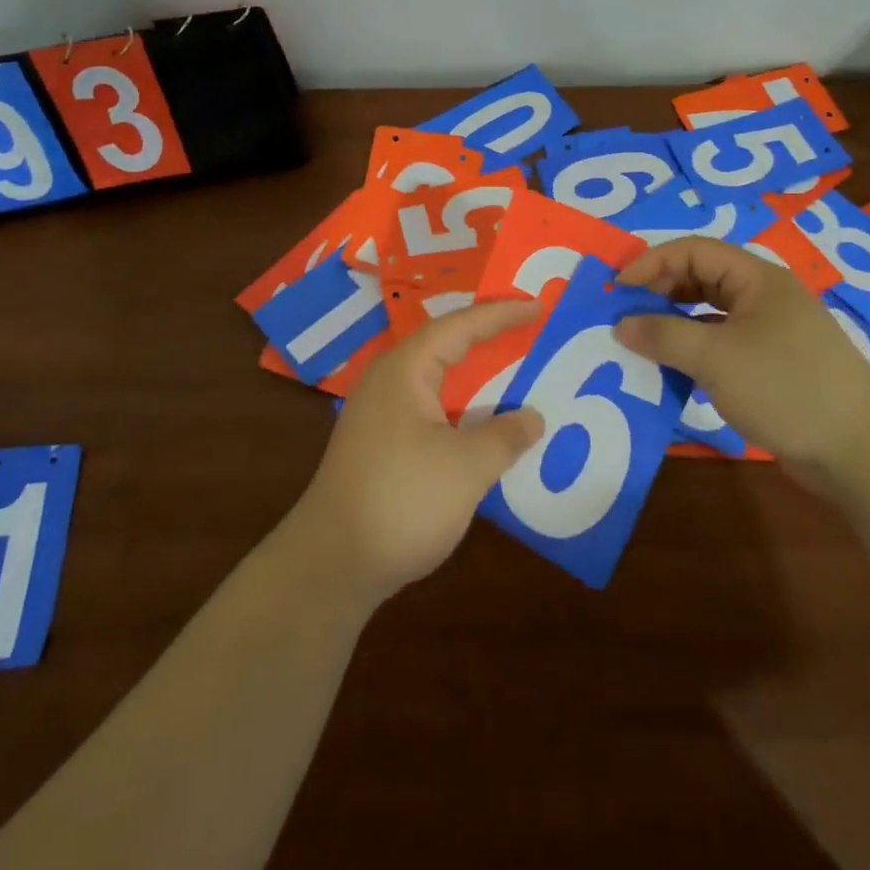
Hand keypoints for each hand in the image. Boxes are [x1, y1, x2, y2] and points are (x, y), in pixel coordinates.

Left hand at [288, 299, 544, 605]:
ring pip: (436, 378)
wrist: (331, 563)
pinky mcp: (379, 442)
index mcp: (406, 370)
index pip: (460, 326)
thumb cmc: (402, 501)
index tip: (538, 306)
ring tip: (511, 367)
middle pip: (444, 345)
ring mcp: (380, 412)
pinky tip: (480, 424)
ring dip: (473, 373)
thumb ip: (504, 437)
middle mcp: (389, 380)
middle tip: (527, 327)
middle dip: (486, 335)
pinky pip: (429, 406)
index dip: (500, 314)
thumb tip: (534, 417)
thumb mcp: (466, 468)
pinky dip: (460, 405)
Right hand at [614, 236, 869, 487]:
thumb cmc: (786, 387)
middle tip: (623, 314)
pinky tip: (672, 369)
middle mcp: (763, 296)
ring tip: (640, 340)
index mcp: (756, 278)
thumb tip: (620, 324)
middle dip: (659, 291)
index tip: (617, 290)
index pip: (692, 250)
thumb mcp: (716, 358)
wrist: (862, 451)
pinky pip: (720, 343)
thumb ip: (663, 336)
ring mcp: (769, 331)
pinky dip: (692, 350)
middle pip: (700, 277)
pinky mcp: (771, 365)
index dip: (651, 263)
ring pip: (709, 312)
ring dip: (673, 322)